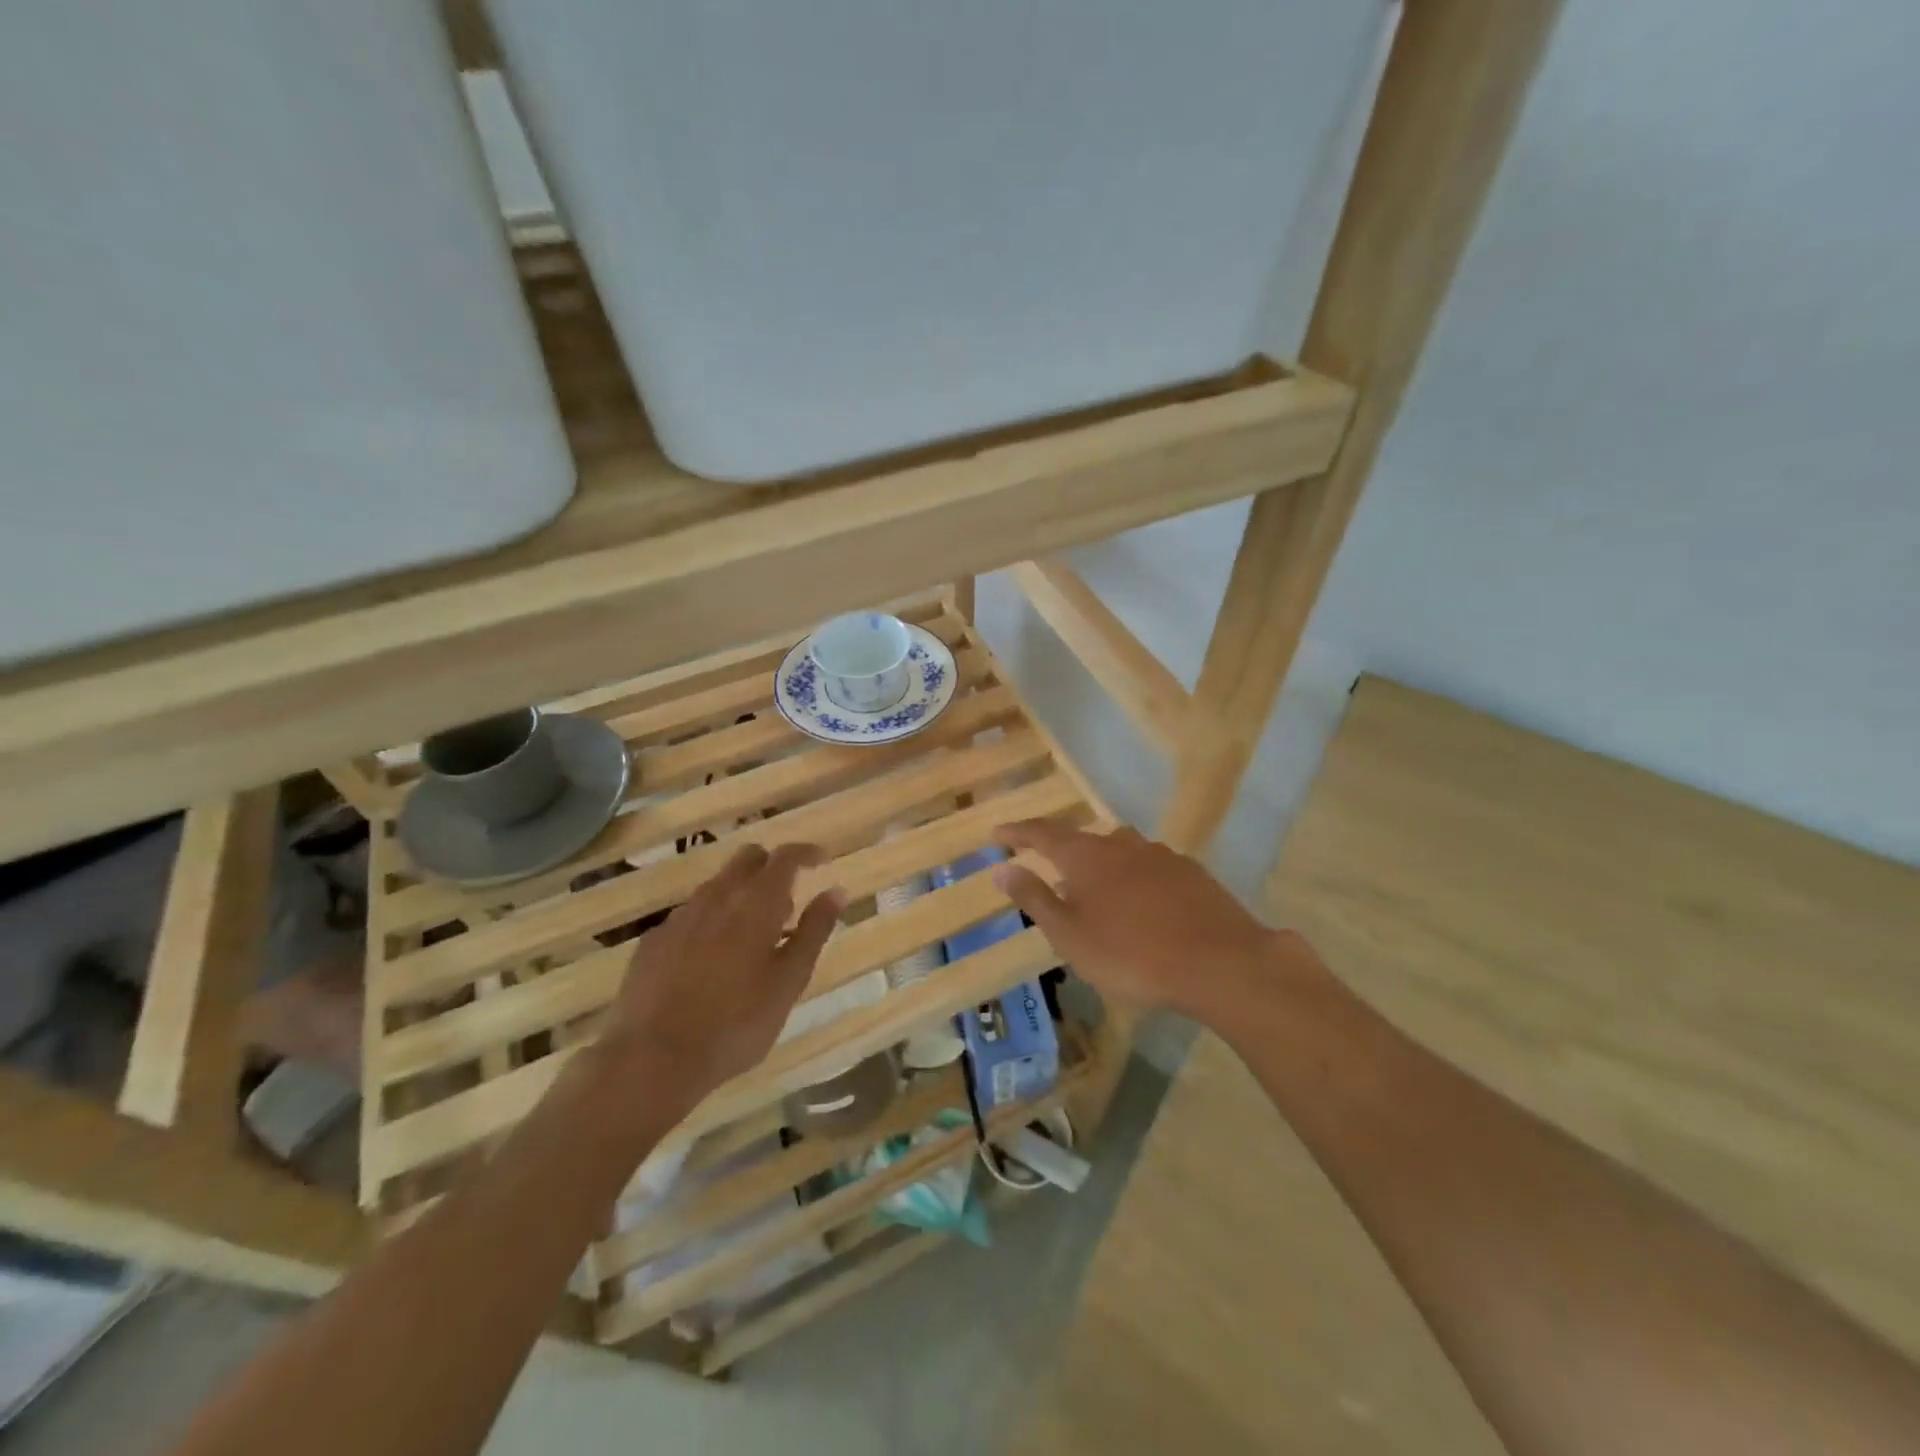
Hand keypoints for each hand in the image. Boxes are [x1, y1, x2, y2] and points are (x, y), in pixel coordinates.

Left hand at [603, 843, 843, 1105]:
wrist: (652, 1059)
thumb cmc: (736, 1024)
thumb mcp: (789, 982)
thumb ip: (814, 931)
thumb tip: (836, 890)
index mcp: (756, 904)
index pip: (785, 858)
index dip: (805, 852)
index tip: (821, 859)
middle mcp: (716, 898)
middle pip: (746, 859)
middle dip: (770, 867)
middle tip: (787, 900)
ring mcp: (680, 918)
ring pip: (716, 886)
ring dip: (739, 895)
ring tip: (752, 935)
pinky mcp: (653, 941)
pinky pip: (690, 916)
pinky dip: (710, 922)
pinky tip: (711, 959)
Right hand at [991, 819, 1288, 1024]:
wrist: (1220, 963)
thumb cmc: (1132, 955)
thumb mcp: (1070, 935)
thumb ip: (1034, 899)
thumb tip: (1001, 868)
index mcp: (1086, 857)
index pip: (1042, 833)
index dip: (1017, 832)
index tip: (996, 833)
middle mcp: (1121, 845)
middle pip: (1082, 839)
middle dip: (1060, 850)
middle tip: (1047, 869)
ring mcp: (1160, 855)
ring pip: (1118, 850)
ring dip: (1099, 864)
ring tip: (1093, 890)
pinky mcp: (1190, 872)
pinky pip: (1148, 866)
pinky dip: (1133, 877)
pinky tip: (1140, 903)